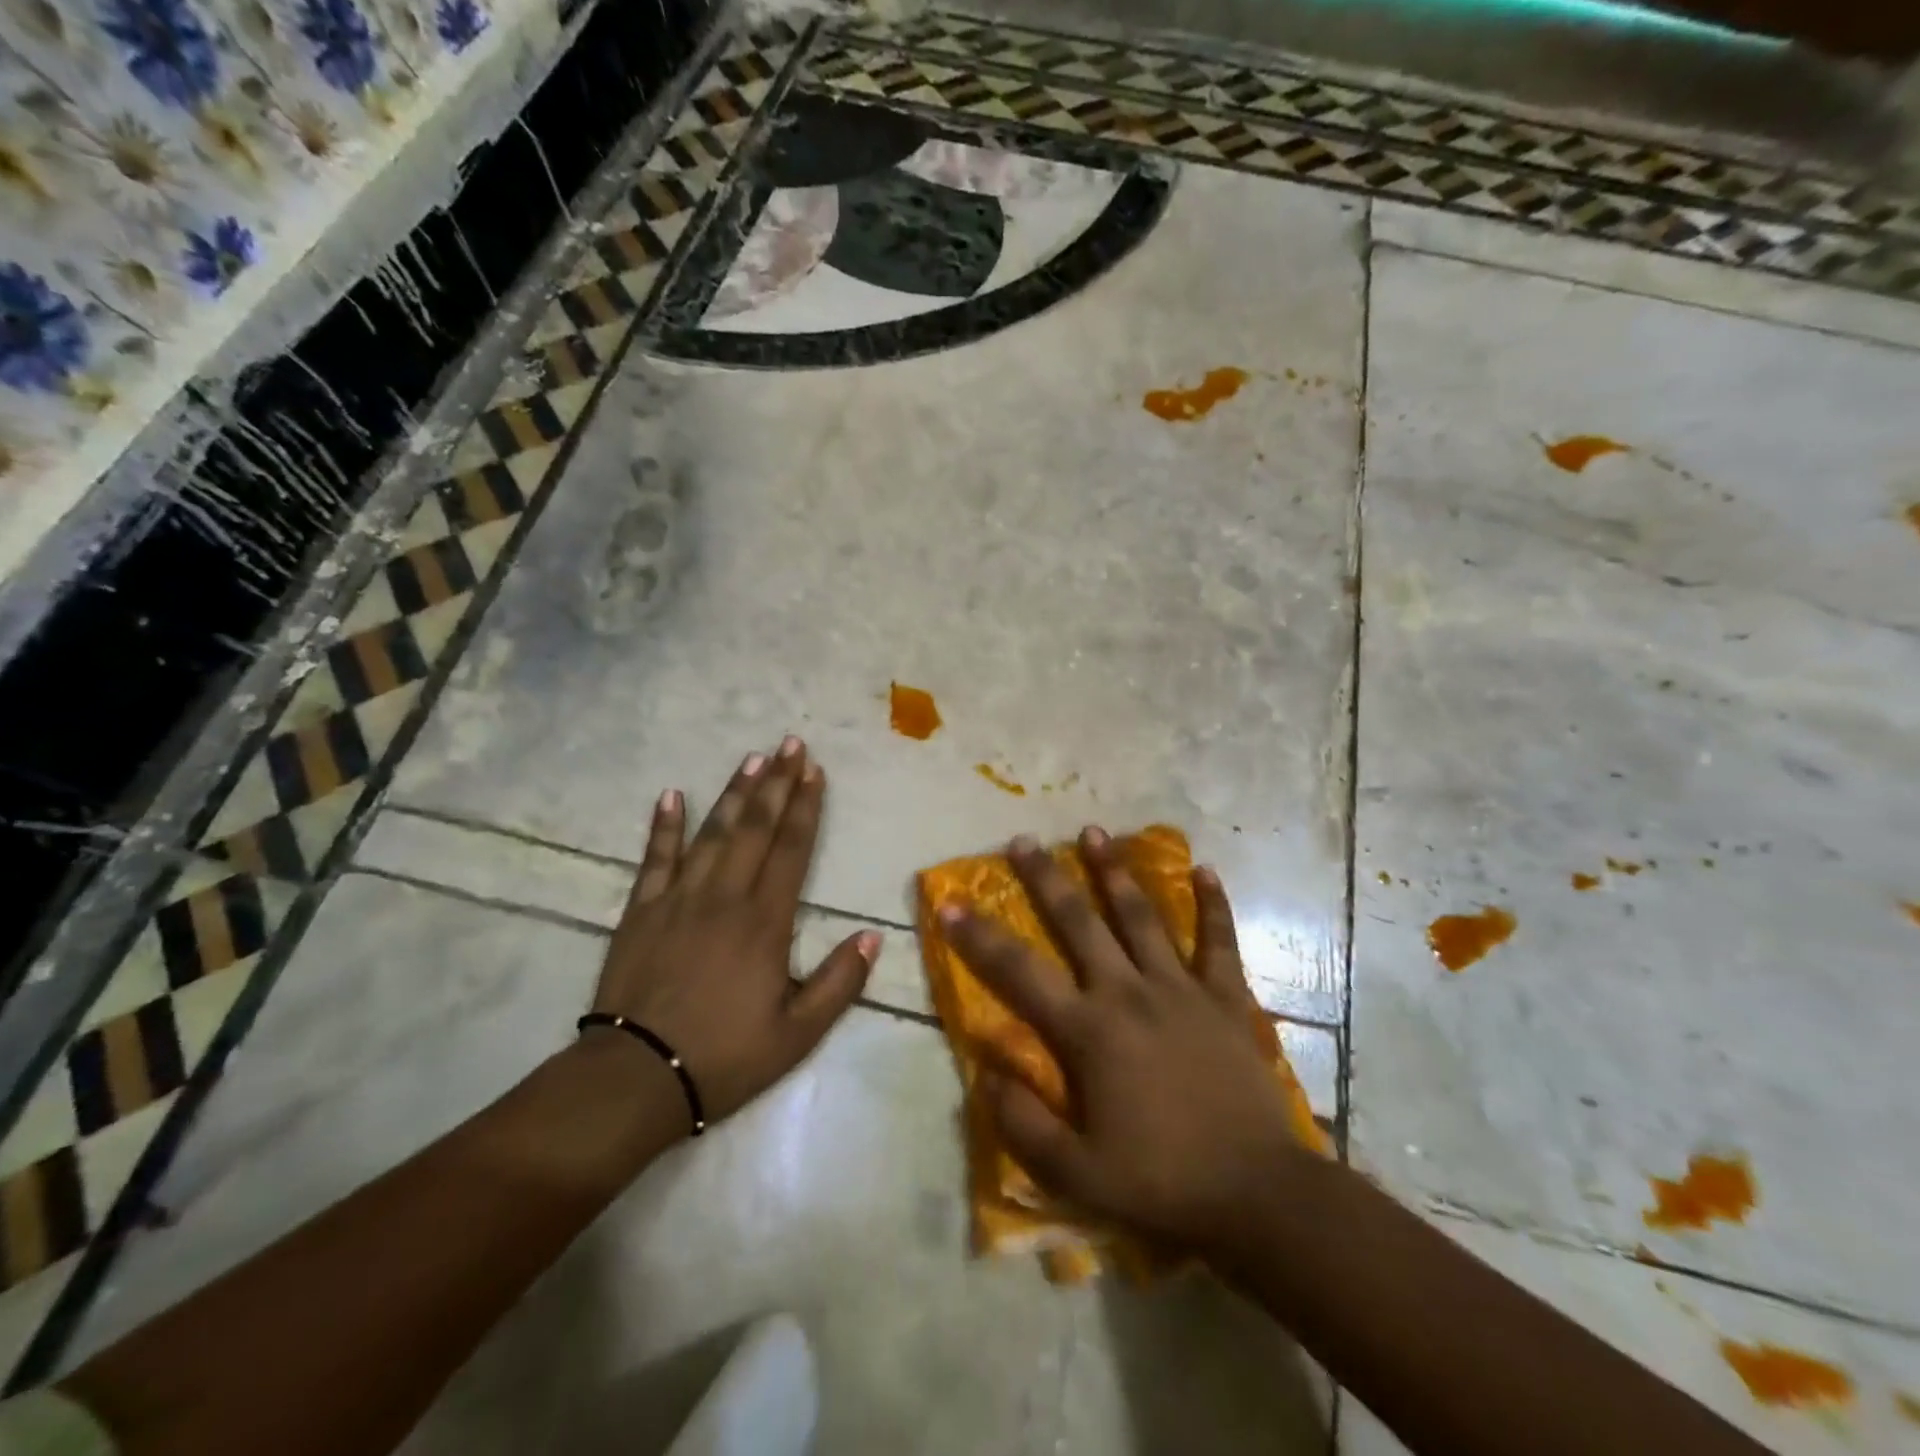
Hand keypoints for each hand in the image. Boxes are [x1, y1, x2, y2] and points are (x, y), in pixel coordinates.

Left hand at [587, 738, 876, 1132]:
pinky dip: (663, 825)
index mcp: (765, 921)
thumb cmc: (725, 1056)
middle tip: (790, 743)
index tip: (815, 770)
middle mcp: (724, 896)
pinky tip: (671, 795)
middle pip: (755, 827)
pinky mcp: (641, 911)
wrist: (636, 1078)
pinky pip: (654, 858)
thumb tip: (873, 937)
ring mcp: (678, 899)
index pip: (792, 849)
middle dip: (776, 782)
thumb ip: (840, 982)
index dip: (806, 807)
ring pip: (712, 832)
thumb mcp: (798, 1033)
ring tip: (751, 758)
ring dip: (734, 793)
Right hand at [942, 828, 1305, 1254]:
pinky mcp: (1225, 997)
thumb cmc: (1161, 1183)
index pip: (1019, 973)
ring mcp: (1180, 988)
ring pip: (1141, 916)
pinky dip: (1213, 904)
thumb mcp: (1077, 1174)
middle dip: (1047, 879)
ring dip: (1114, 872)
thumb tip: (986, 1072)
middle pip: (1079, 923)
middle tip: (1025, 840)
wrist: (1256, 1194)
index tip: (951, 903)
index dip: (980, 937)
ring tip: (1094, 832)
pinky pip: (1218, 941)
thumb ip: (1023, 1123)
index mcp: (1089, 1031)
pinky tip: (1205, 869)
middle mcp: (1129, 993)